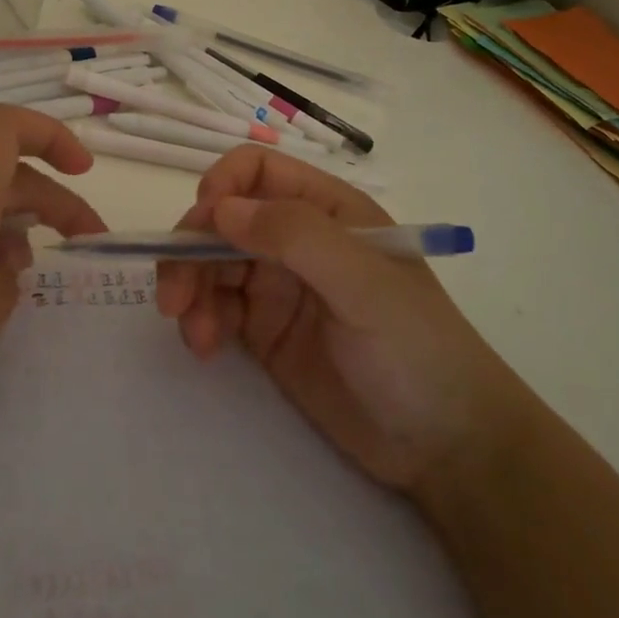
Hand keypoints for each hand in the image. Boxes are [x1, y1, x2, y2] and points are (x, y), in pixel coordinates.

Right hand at [154, 147, 529, 502]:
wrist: (445, 446)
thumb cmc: (417, 350)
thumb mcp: (364, 285)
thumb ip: (295, 236)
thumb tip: (219, 209)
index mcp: (328, 211)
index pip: (257, 171)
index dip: (222, 187)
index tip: (201, 225)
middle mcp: (298, 240)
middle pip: (222, 221)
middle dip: (190, 251)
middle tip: (173, 299)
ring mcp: (280, 286)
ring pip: (211, 265)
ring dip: (190, 290)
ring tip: (195, 335)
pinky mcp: (266, 331)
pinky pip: (217, 309)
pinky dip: (200, 320)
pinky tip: (205, 347)